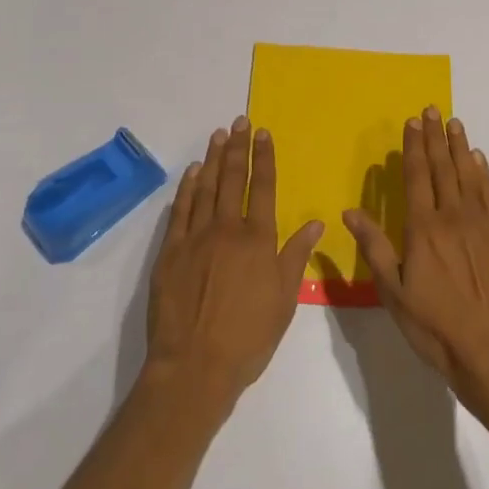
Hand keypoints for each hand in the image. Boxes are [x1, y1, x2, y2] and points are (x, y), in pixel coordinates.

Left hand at [144, 117, 322, 411]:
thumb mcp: (284, 299)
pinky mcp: (170, 252)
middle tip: (239, 121)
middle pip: (233, 178)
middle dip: (238, 147)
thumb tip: (317, 221)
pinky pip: (180, 210)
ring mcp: (195, 237)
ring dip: (213, 159)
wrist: (194, 367)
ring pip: (206, 187)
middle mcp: (227, 229)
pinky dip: (187, 188)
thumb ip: (297, 255)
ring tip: (218, 135)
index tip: (263, 133)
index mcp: (258, 239)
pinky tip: (193, 172)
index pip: (263, 187)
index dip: (264, 158)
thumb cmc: (248, 337)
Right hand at [343, 108, 488, 420]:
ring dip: (459, 146)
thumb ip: (373, 247)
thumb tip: (350, 211)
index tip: (412, 121)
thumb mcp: (393, 292)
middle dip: (435, 136)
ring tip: (454, 123)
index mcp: (423, 228)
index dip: (413, 146)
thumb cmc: (433, 325)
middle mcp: (452, 216)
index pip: (416, 175)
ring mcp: (480, 223)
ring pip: (468, 174)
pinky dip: (483, 173)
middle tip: (432, 109)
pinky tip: (479, 159)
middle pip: (442, 167)